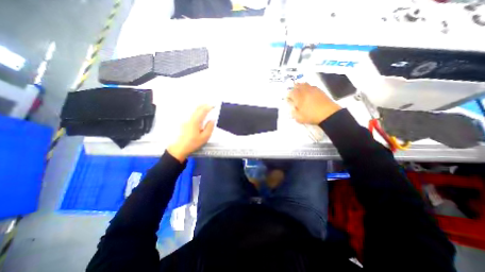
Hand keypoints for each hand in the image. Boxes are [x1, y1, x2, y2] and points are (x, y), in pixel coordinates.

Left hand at [168, 105, 213, 162]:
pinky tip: (197, 113)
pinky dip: (196, 111)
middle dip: (204, 105)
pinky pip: (191, 113)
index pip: (203, 111)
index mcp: (195, 121)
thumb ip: (209, 127)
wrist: (179, 148)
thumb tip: (212, 119)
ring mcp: (186, 120)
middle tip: (210, 105)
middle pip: (197, 108)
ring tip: (205, 107)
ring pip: (193, 110)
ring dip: (200, 107)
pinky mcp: (183, 123)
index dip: (209, 107)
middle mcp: (190, 118)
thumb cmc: (193, 143)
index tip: (214, 106)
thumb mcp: (204, 137)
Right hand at [287, 82, 340, 124]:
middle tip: (293, 93)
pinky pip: (312, 86)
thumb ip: (293, 113)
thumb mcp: (299, 118)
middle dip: (294, 88)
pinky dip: (308, 88)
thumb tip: (292, 109)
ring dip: (301, 86)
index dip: (288, 95)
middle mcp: (305, 91)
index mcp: (298, 97)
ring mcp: (313, 90)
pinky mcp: (320, 90)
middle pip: (297, 86)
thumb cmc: (311, 116)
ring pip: (305, 84)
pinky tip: (309, 92)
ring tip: (300, 91)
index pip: (291, 93)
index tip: (288, 99)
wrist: (328, 114)